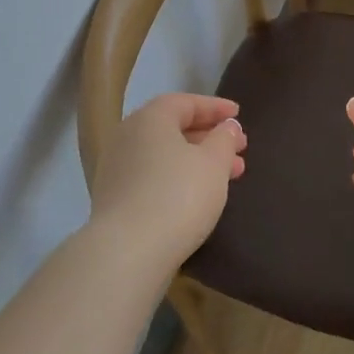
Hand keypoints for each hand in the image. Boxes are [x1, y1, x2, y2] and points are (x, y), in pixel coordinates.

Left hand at [90, 93, 246, 265]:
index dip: (214, 108)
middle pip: (173, 128)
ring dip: (198, 160)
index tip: (238, 116)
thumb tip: (228, 126)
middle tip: (239, 148)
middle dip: (209, 137)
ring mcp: (116, 168)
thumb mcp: (213, 163)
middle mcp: (127, 137)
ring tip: (230, 175)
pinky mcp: (114, 198)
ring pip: (164, 155)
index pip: (184, 102)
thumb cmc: (178, 196)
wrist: (128, 251)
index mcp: (150, 119)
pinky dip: (179, 177)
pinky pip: (153, 176)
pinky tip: (199, 194)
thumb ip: (224, 139)